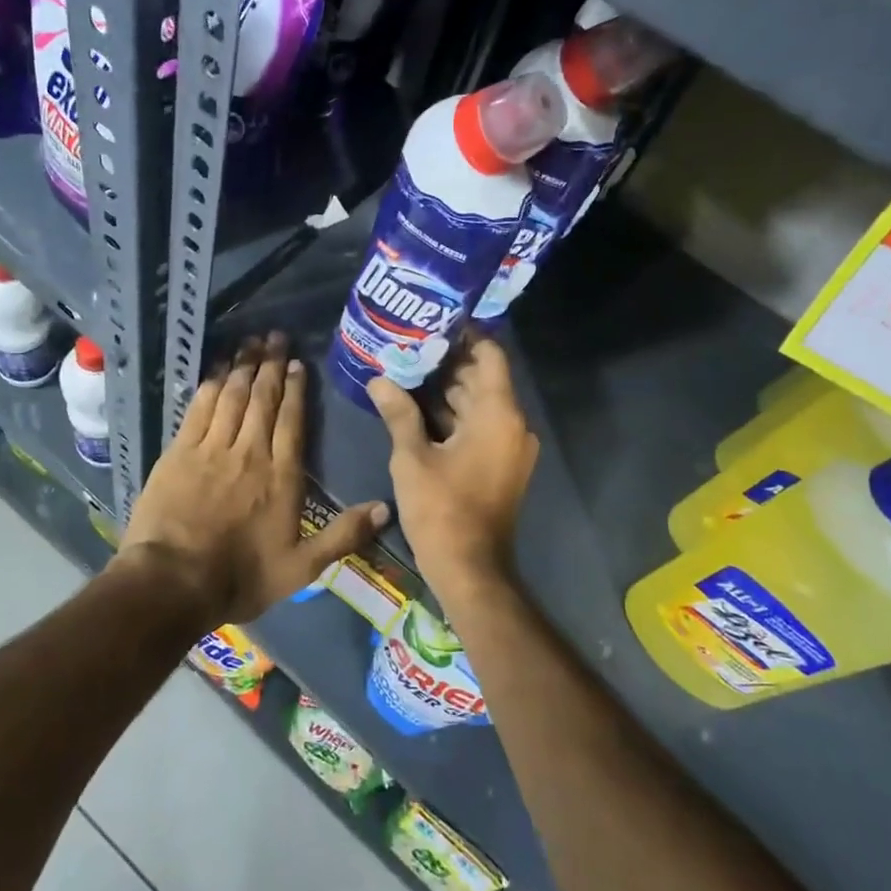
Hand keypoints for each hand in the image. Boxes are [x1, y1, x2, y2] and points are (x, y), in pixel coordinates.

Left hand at [122, 333, 389, 626]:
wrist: (173, 582)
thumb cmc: (240, 577)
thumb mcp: (301, 568)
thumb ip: (343, 535)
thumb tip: (386, 508)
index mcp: (281, 476)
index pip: (292, 421)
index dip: (295, 389)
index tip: (297, 364)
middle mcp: (249, 452)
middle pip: (262, 399)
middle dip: (270, 365)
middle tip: (275, 337)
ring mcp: (211, 449)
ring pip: (232, 396)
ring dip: (242, 367)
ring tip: (250, 343)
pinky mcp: (179, 452)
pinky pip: (199, 408)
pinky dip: (210, 385)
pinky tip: (216, 371)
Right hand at [368, 332, 538, 602]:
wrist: (470, 569)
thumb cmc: (441, 509)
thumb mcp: (412, 457)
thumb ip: (398, 412)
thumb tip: (379, 379)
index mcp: (498, 414)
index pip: (490, 354)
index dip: (465, 335)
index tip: (433, 321)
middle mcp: (512, 424)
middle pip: (481, 378)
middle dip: (446, 362)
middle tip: (408, 344)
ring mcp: (508, 446)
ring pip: (477, 403)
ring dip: (446, 389)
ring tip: (405, 369)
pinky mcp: (499, 464)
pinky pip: (478, 426)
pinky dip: (452, 416)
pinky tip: (415, 407)